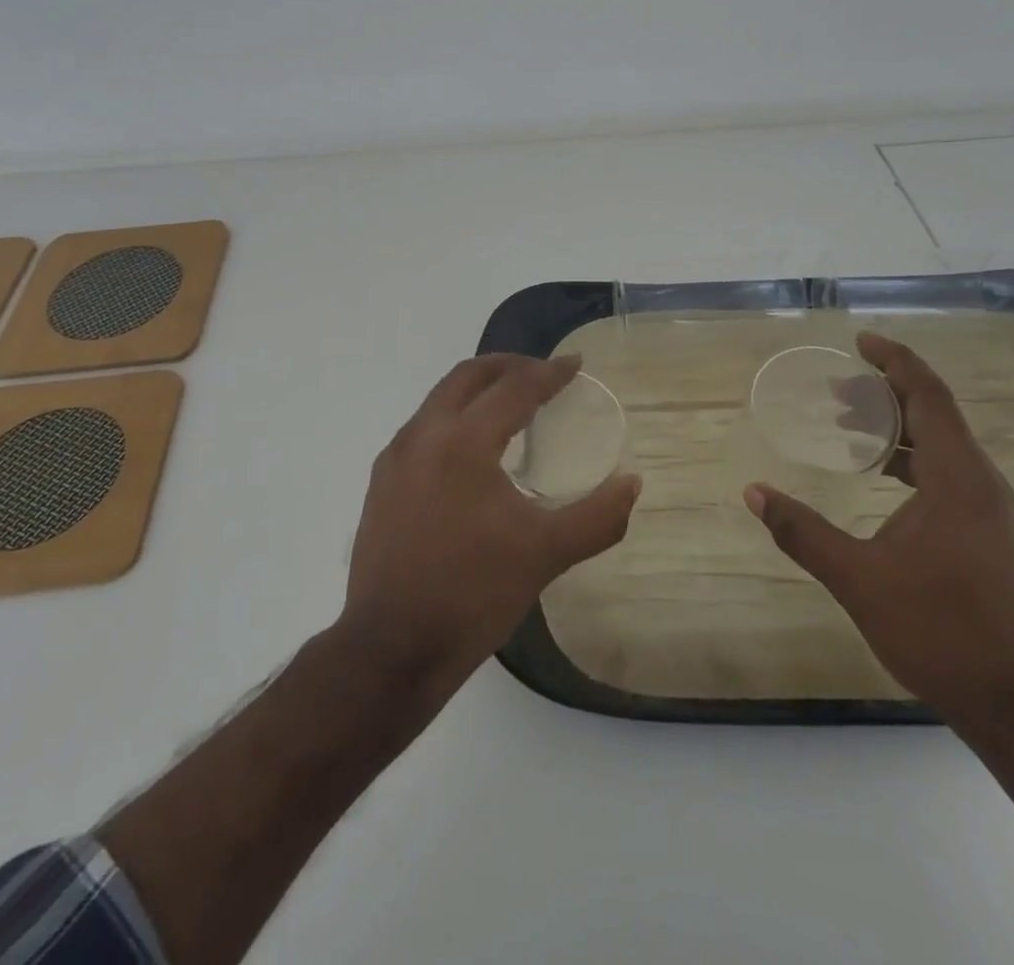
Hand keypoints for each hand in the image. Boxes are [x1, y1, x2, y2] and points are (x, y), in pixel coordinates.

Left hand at [341, 353, 640, 691]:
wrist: (391, 648)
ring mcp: (395, 457)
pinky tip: (471, 448)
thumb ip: (597, 516)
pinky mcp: (381, 481)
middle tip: (542, 373)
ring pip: (440, 398)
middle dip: (508, 366)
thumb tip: (632, 483)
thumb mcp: (546, 554)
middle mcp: (424, 434)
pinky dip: (453, 416)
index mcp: (464, 442)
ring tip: (510, 404)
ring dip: (477, 389)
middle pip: (468, 375)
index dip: (549, 372)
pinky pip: (423, 427)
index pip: (514, 387)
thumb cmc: (473, 595)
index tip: (575, 364)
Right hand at [744, 333, 1013, 725]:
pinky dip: (910, 456)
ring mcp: (989, 509)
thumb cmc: (936, 629)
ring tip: (847, 425)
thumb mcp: (857, 578)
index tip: (859, 341)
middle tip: (836, 389)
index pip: (928, 396)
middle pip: (936, 412)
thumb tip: (753, 493)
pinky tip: (879, 475)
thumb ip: (802, 531)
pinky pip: (947, 469)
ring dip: (897, 425)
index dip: (895, 361)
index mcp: (957, 478)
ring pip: (942, 442)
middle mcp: (981, 482)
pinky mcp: (986, 532)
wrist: (1012, 702)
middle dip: (886, 391)